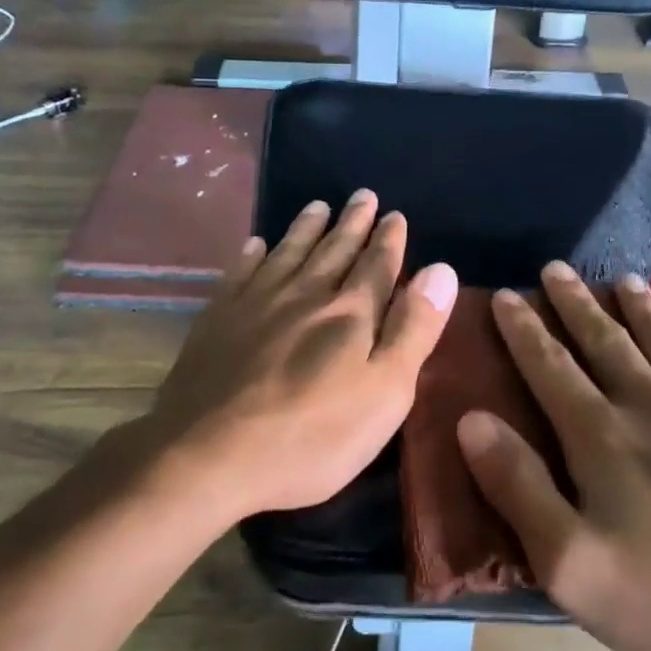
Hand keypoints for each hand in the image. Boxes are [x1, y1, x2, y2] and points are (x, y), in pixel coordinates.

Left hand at [146, 192, 457, 517]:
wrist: (210, 455)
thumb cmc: (312, 436)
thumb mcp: (385, 392)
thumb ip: (414, 329)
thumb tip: (441, 269)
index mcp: (350, 314)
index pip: (377, 265)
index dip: (389, 240)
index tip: (394, 214)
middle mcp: (305, 295)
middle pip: (334, 250)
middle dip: (353, 222)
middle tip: (363, 195)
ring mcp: (256, 304)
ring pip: (289, 253)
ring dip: (306, 228)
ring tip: (317, 206)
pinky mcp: (218, 320)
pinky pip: (240, 274)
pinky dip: (251, 255)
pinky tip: (255, 244)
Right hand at [458, 262, 650, 650]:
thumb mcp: (570, 563)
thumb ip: (518, 486)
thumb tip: (471, 419)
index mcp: (604, 436)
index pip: (551, 366)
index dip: (523, 330)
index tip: (506, 294)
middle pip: (607, 342)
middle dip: (577, 304)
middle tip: (557, 268)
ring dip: (644, 311)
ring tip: (626, 279)